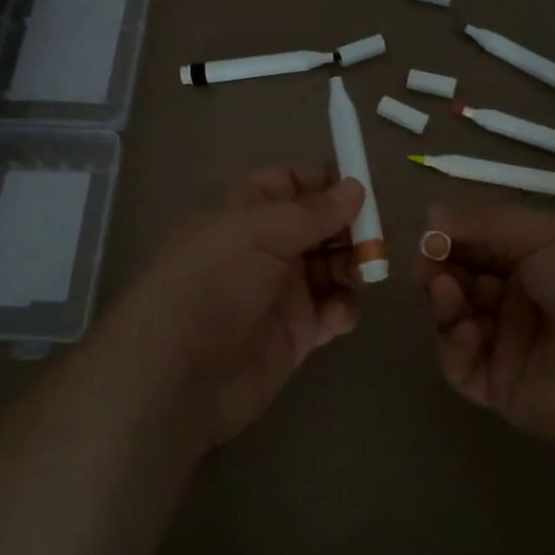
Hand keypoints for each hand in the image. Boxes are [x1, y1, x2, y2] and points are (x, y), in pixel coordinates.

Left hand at [99, 164, 365, 452]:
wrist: (177, 373)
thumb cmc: (213, 284)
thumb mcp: (259, 233)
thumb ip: (312, 211)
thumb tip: (355, 187)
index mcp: (248, 212)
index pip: (292, 183)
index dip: (327, 181)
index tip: (365, 187)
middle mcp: (266, 247)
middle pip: (321, 225)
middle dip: (352, 228)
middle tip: (378, 239)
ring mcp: (281, 291)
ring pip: (333, 266)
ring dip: (354, 266)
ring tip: (363, 276)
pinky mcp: (295, 333)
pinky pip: (332, 310)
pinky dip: (343, 309)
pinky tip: (338, 317)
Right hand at [418, 201, 554, 448]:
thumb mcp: (547, 235)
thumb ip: (485, 223)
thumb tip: (431, 212)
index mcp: (535, 261)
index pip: (478, 247)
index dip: (451, 239)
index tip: (430, 234)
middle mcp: (520, 302)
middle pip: (461, 283)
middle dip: (439, 269)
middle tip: (429, 263)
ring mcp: (509, 347)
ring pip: (454, 322)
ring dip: (443, 302)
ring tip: (447, 290)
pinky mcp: (503, 389)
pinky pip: (462, 367)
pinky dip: (454, 346)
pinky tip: (469, 330)